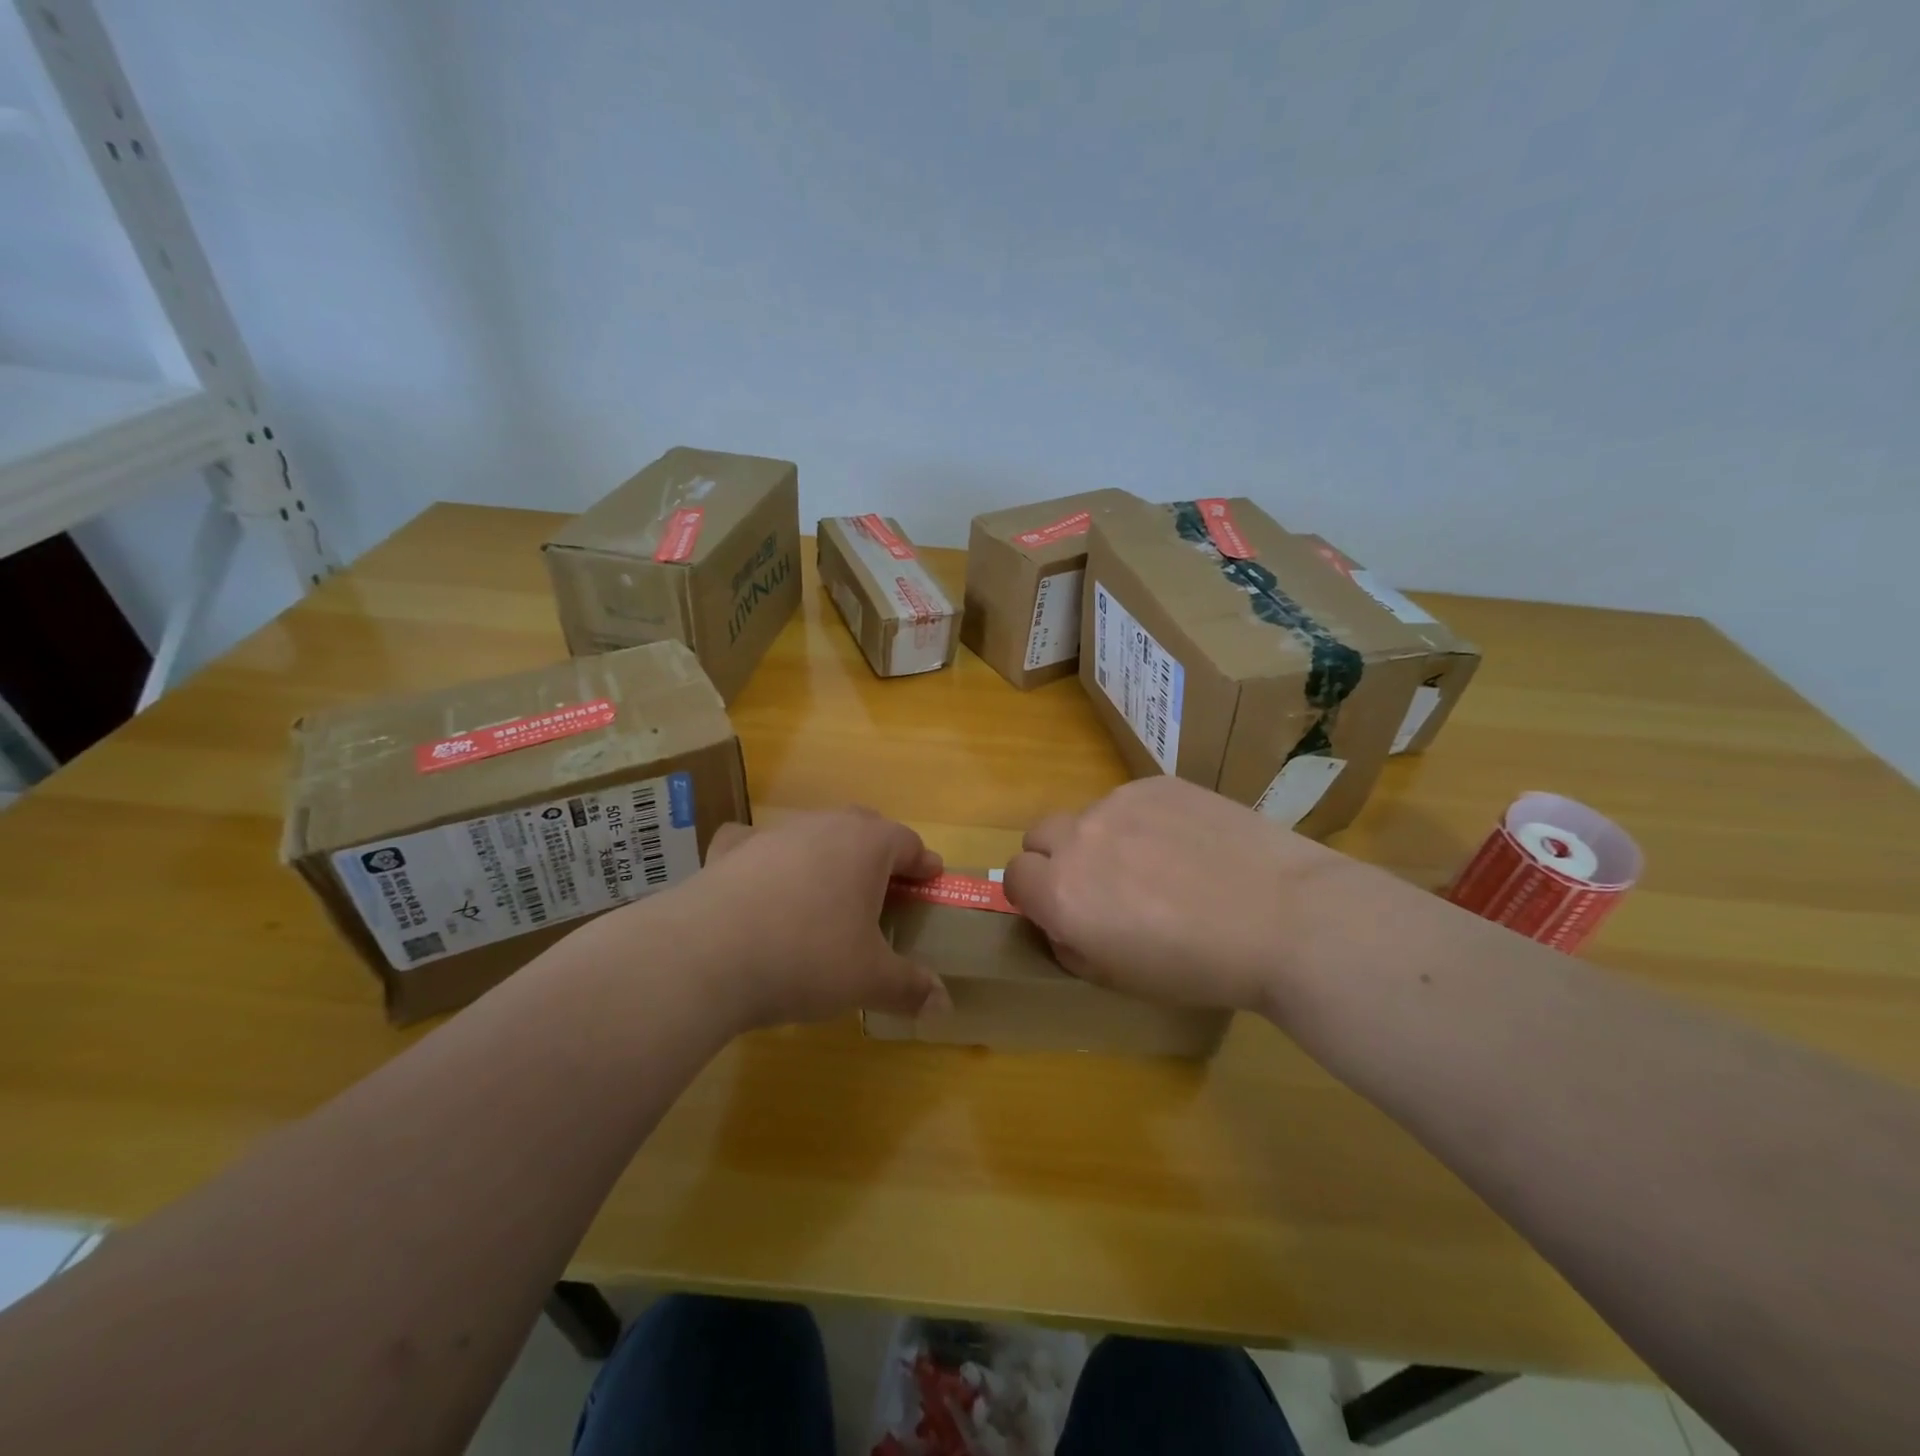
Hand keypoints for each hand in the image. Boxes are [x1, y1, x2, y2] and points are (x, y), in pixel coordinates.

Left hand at [658, 808, 950, 1031]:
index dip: (923, 863)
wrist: (706, 955)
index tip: (931, 880)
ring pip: (813, 834)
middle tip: (885, 888)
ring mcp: (773, 833)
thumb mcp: (868, 980)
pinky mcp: (730, 850)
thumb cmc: (807, 957)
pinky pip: (757, 844)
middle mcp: (823, 825)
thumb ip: (910, 988)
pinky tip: (761, 883)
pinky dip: (766, 859)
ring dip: (827, 856)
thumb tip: (944, 1005)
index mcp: (867, 845)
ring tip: (827, 892)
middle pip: (864, 828)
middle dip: (879, 854)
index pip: (908, 843)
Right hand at [1001, 775, 1360, 1013]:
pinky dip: (1143, 820)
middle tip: (1102, 885)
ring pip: (1088, 816)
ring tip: (1160, 864)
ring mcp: (1118, 803)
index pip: (1013, 877)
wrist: (1284, 918)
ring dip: (1103, 839)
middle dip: (1056, 859)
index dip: (1033, 895)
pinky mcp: (1156, 783)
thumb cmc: (1200, 967)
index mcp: (1061, 893)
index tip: (1063, 909)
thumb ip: (1072, 947)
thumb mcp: (1121, 979)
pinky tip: (1189, 844)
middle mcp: (1078, 839)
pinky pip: (1130, 800)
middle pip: (1039, 836)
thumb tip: (1061, 924)